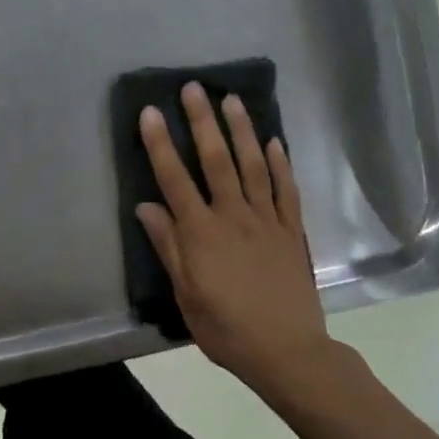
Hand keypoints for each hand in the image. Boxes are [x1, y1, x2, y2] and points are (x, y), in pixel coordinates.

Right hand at [136, 82, 329, 391]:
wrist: (286, 351)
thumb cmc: (226, 328)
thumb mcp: (186, 294)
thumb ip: (168, 246)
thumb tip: (146, 206)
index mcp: (202, 233)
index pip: (175, 179)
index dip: (161, 144)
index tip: (151, 112)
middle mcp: (234, 216)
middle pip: (216, 160)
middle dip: (202, 121)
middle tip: (194, 88)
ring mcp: (267, 220)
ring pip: (253, 165)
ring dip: (241, 130)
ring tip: (231, 100)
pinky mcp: (292, 230)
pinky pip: (286, 189)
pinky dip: (280, 163)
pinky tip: (274, 141)